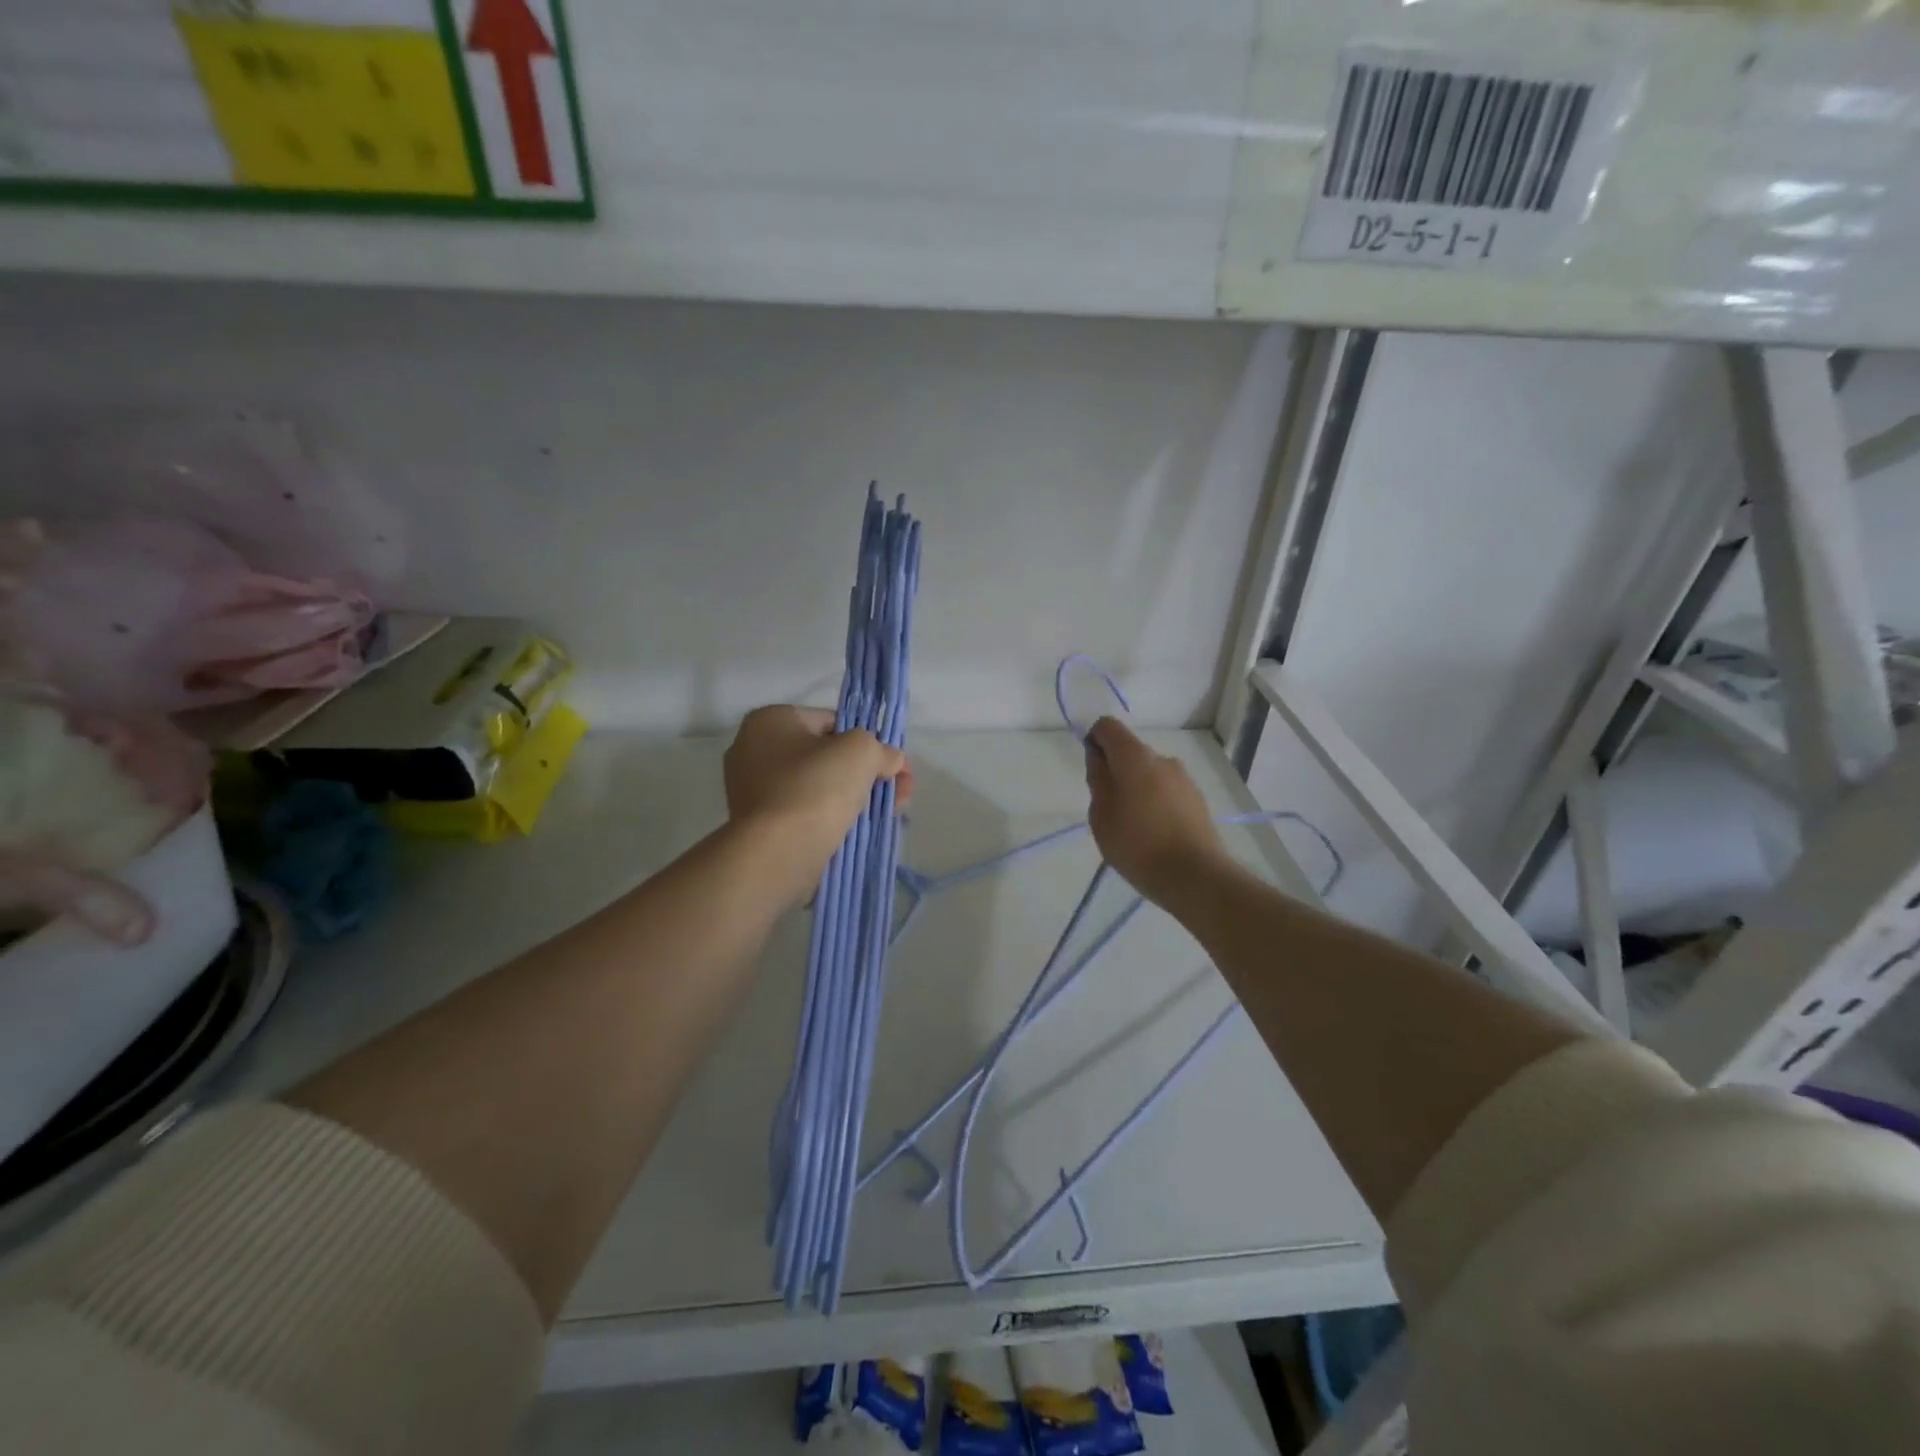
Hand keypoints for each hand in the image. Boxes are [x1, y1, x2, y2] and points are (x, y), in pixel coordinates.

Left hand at [724, 706, 912, 906]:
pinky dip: (832, 819)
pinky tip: (859, 831)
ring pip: (819, 788)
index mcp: (769, 720)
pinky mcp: (759, 827)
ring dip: (855, 797)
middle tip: (899, 793)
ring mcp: (753, 791)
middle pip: (827, 757)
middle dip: (867, 773)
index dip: (869, 741)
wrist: (775, 856)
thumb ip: (881, 749)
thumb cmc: (814, 789)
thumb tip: (890, 760)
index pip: (832, 722)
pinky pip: (805, 814)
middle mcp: (752, 751)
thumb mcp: (861, 752)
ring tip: (889, 814)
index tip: (894, 765)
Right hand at [1085, 718, 1224, 905]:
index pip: (1107, 727)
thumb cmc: (1137, 846)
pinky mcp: (1198, 799)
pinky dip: (1155, 802)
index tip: (1093, 773)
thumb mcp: (1101, 816)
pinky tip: (1155, 834)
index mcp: (1135, 757)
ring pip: (1149, 773)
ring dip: (1137, 788)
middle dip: (1116, 771)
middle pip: (1130, 751)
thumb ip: (1098, 780)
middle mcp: (1162, 758)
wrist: (1195, 876)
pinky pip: (1167, 790)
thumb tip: (1099, 758)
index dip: (1094, 742)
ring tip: (1133, 827)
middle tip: (1109, 810)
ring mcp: (1184, 779)